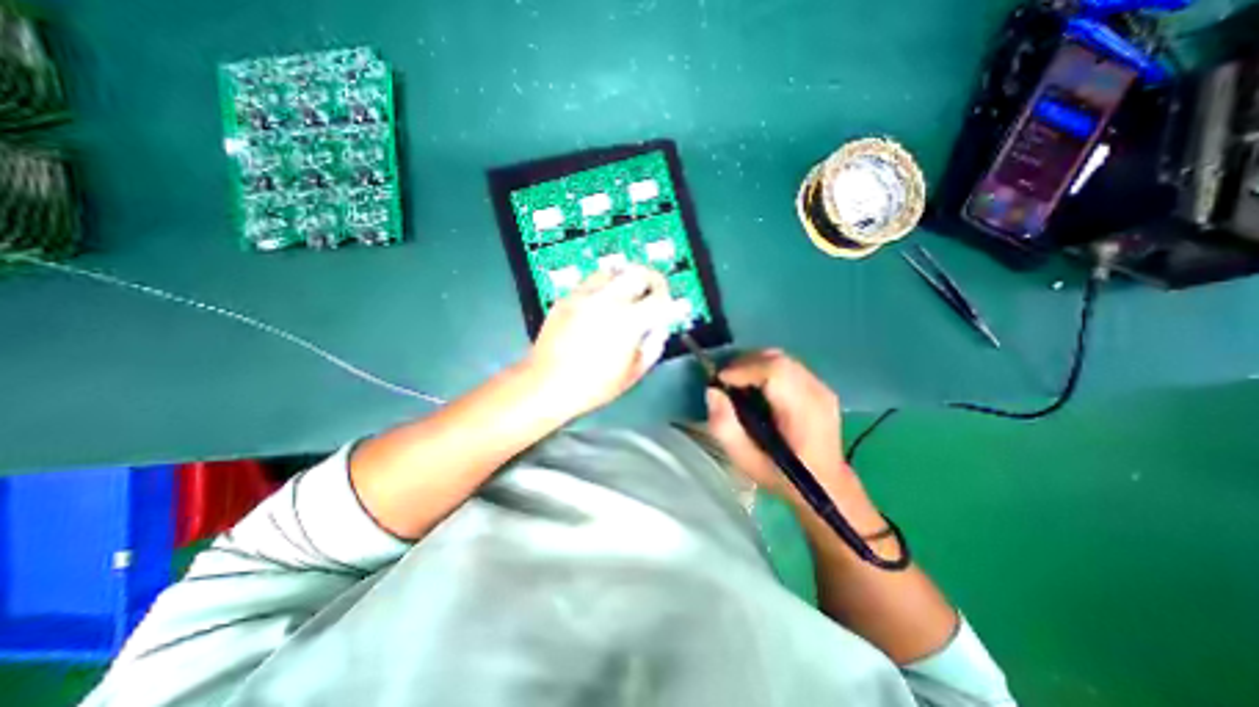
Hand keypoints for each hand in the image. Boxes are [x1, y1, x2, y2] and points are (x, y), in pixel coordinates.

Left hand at [525, 266, 679, 419]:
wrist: (546, 384)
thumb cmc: (594, 386)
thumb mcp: (633, 373)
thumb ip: (654, 346)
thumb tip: (660, 327)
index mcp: (629, 321)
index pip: (660, 297)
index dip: (671, 299)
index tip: (672, 304)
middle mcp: (607, 300)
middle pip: (637, 272)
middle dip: (652, 278)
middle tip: (654, 289)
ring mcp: (584, 296)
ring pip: (612, 271)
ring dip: (625, 279)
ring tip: (627, 293)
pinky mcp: (566, 299)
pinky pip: (590, 283)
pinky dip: (603, 288)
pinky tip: (601, 304)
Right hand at [707, 350, 883, 533]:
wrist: (826, 485)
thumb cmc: (782, 476)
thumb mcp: (745, 460)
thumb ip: (724, 427)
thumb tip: (712, 391)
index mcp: (803, 413)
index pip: (775, 371)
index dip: (743, 369)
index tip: (720, 381)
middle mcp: (817, 393)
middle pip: (777, 359)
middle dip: (744, 363)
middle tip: (725, 381)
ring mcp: (822, 387)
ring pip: (781, 358)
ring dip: (754, 364)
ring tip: (738, 383)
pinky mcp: (820, 386)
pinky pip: (787, 365)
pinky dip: (765, 368)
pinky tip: (756, 386)